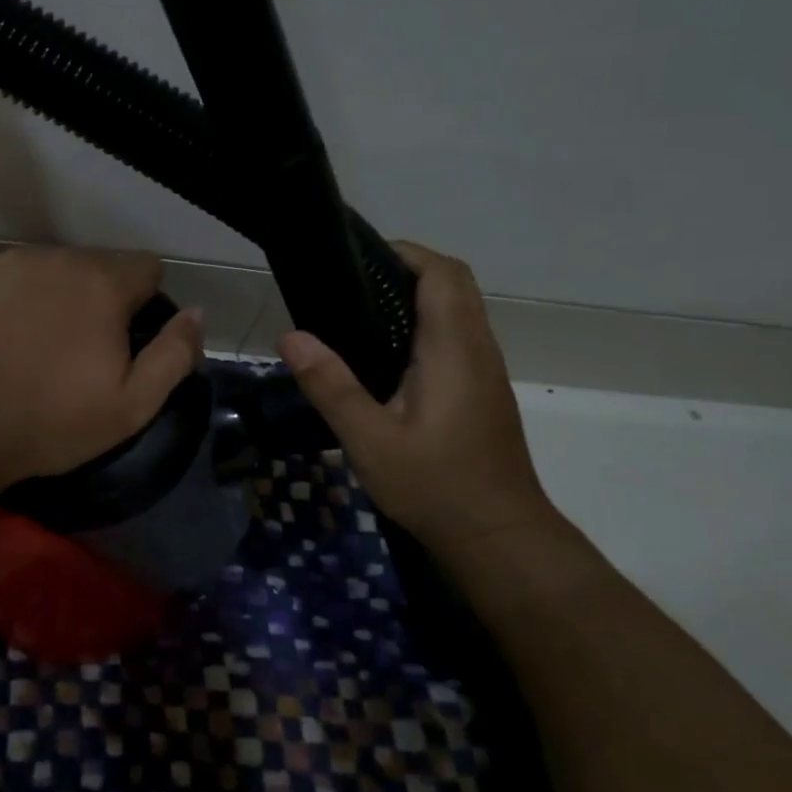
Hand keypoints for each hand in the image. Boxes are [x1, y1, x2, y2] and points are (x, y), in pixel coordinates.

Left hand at [0, 247, 203, 485]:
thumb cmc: (49, 422)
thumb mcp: (131, 406)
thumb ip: (174, 354)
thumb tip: (196, 314)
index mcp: (102, 283)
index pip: (145, 267)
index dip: (142, 301)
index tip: (123, 336)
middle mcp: (55, 257)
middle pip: (92, 266)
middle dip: (92, 297)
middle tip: (72, 348)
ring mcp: (3, 260)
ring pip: (43, 269)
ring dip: (46, 294)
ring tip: (26, 342)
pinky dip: (1, 296)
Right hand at [279, 242, 555, 549]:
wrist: (499, 539)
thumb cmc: (436, 486)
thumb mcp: (370, 439)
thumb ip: (330, 385)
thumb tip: (291, 336)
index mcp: (453, 349)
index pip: (442, 273)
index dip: (405, 253)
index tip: (358, 256)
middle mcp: (477, 349)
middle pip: (453, 284)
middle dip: (407, 269)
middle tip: (351, 284)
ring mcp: (485, 371)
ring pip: (458, 310)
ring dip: (417, 297)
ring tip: (359, 313)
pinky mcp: (482, 392)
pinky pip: (456, 336)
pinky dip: (424, 325)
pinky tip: (385, 356)